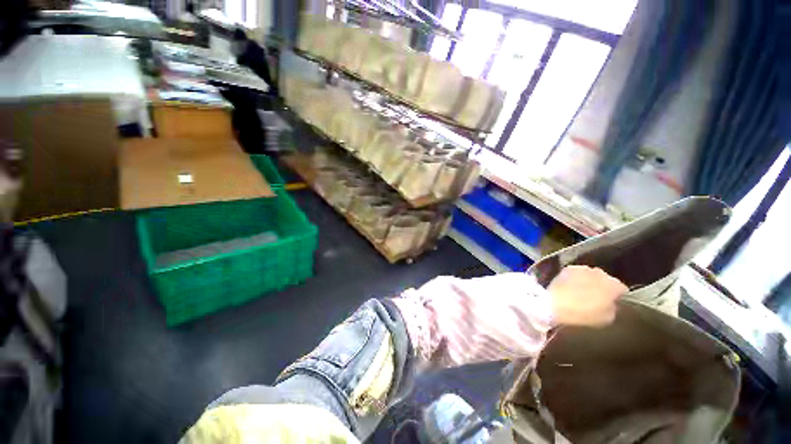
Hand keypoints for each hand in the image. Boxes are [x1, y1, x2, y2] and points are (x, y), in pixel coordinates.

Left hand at [548, 265, 627, 326]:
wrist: (556, 303)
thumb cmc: (584, 314)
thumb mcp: (607, 318)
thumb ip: (613, 308)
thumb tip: (611, 303)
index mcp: (614, 285)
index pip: (621, 289)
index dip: (617, 296)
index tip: (612, 301)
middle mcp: (600, 273)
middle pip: (606, 279)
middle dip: (602, 286)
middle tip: (595, 297)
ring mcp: (583, 268)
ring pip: (591, 275)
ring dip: (589, 281)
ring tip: (582, 291)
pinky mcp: (568, 268)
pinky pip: (577, 273)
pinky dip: (576, 278)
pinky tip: (571, 286)